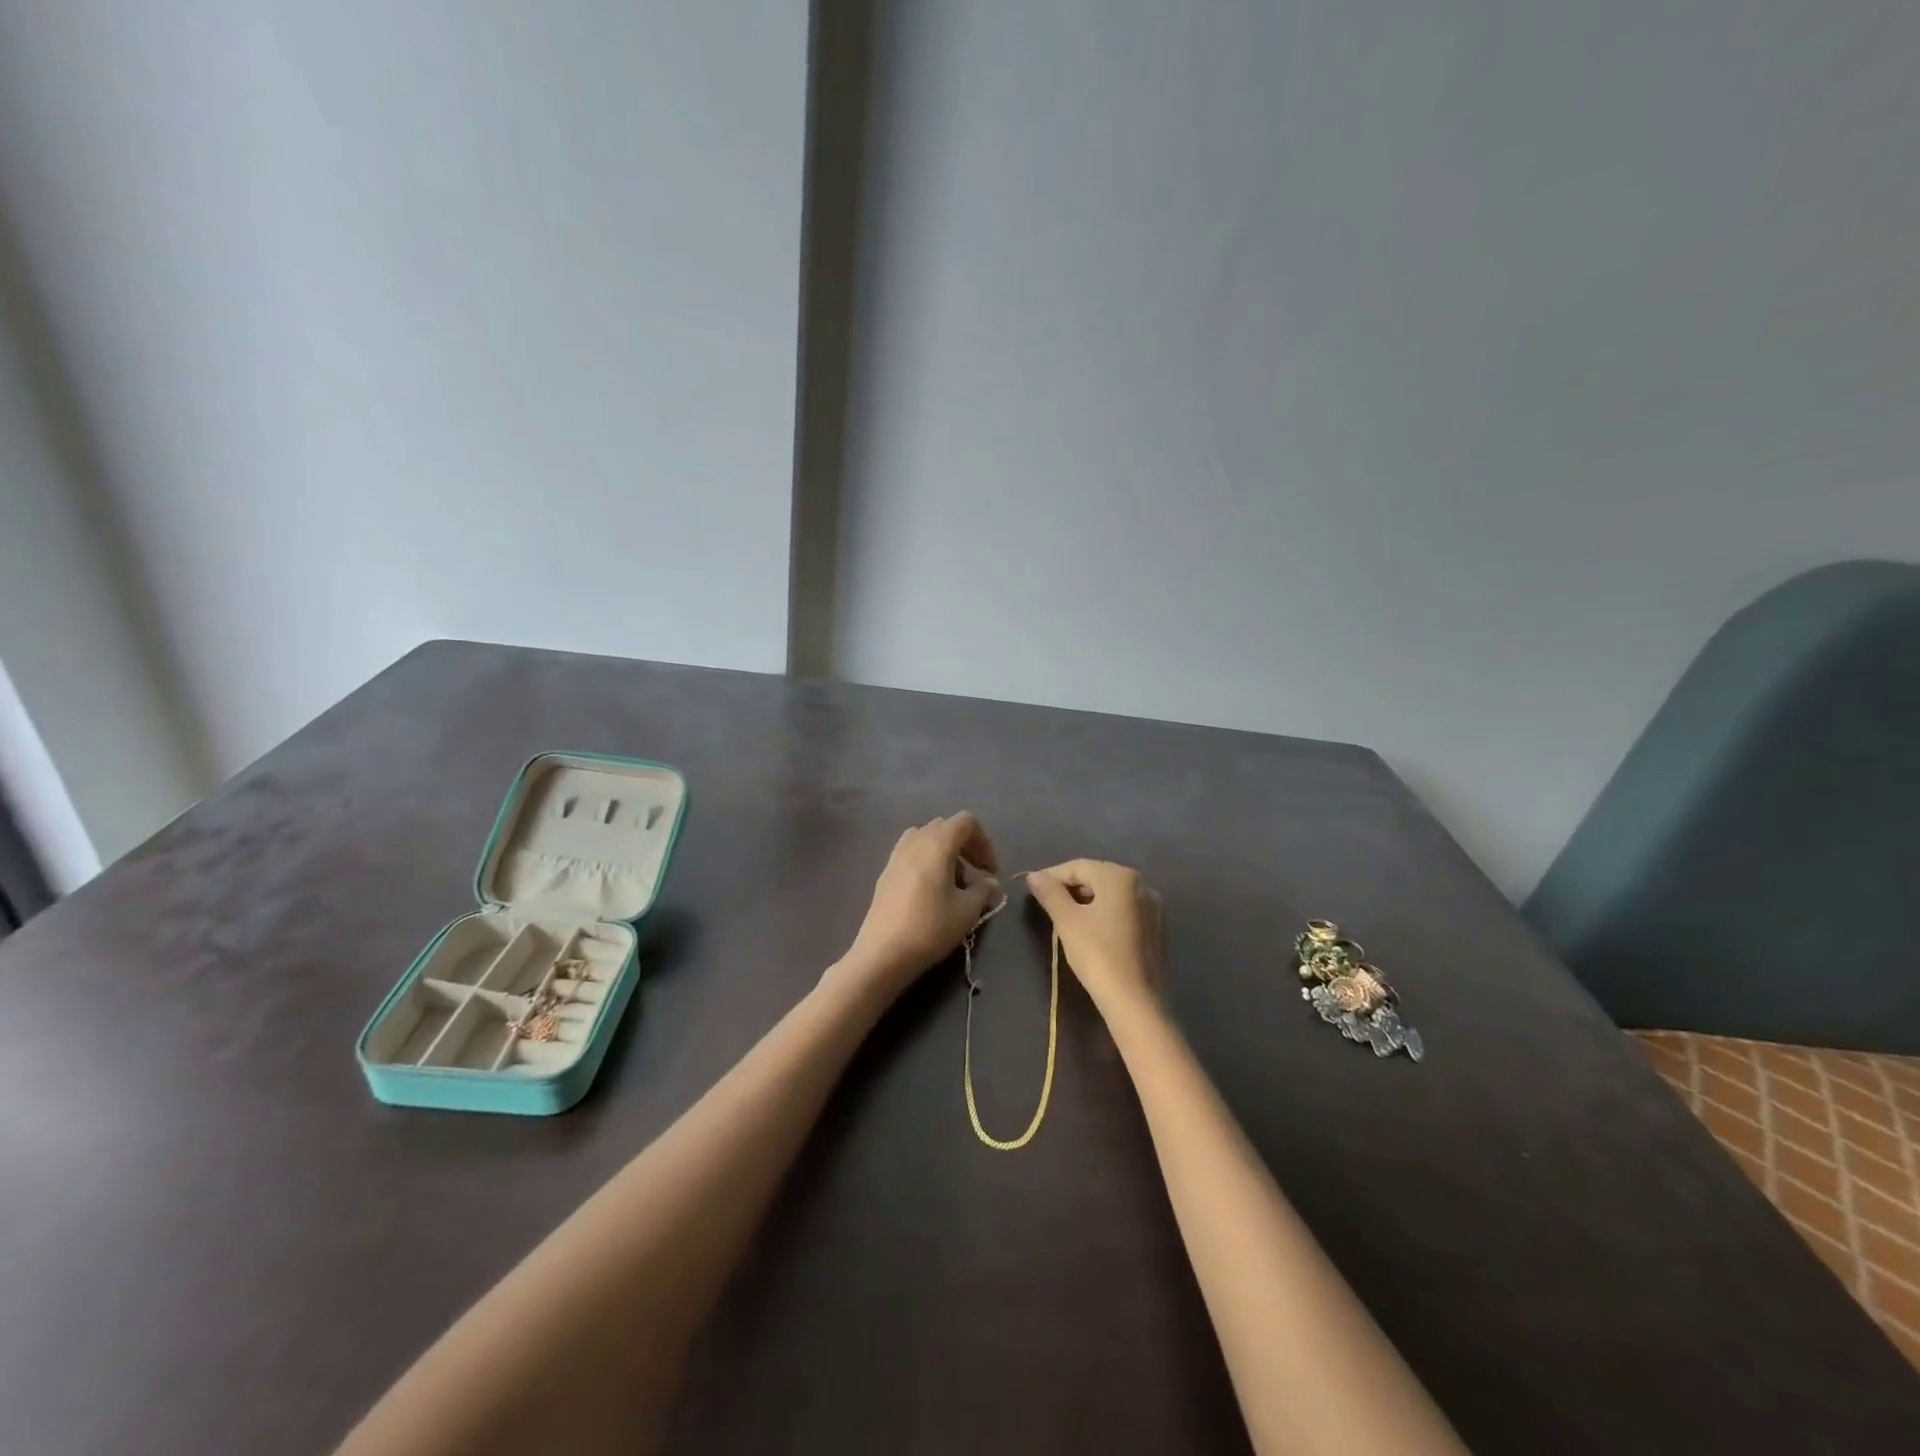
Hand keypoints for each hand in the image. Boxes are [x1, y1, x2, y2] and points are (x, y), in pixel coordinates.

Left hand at [836, 813, 1001, 1000]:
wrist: (883, 953)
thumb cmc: (930, 927)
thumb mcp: (967, 911)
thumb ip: (984, 890)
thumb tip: (991, 883)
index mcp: (937, 843)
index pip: (966, 822)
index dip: (984, 842)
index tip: (991, 871)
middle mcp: (915, 841)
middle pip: (946, 827)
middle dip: (966, 847)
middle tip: (976, 875)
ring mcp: (896, 855)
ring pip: (927, 840)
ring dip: (945, 854)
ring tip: (953, 884)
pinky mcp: (885, 872)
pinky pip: (912, 854)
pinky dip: (927, 862)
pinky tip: (931, 893)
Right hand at [1026, 859, 1163, 1015]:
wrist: (1136, 1002)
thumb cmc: (1098, 955)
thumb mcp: (1067, 921)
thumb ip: (1049, 893)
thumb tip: (1034, 876)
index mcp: (1120, 877)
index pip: (1078, 866)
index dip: (1052, 876)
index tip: (1033, 890)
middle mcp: (1141, 884)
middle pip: (1097, 878)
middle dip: (1070, 888)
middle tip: (1047, 905)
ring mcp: (1154, 907)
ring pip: (1112, 895)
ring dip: (1087, 901)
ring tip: (1066, 919)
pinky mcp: (1158, 929)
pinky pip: (1125, 911)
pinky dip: (1106, 914)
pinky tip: (1092, 932)